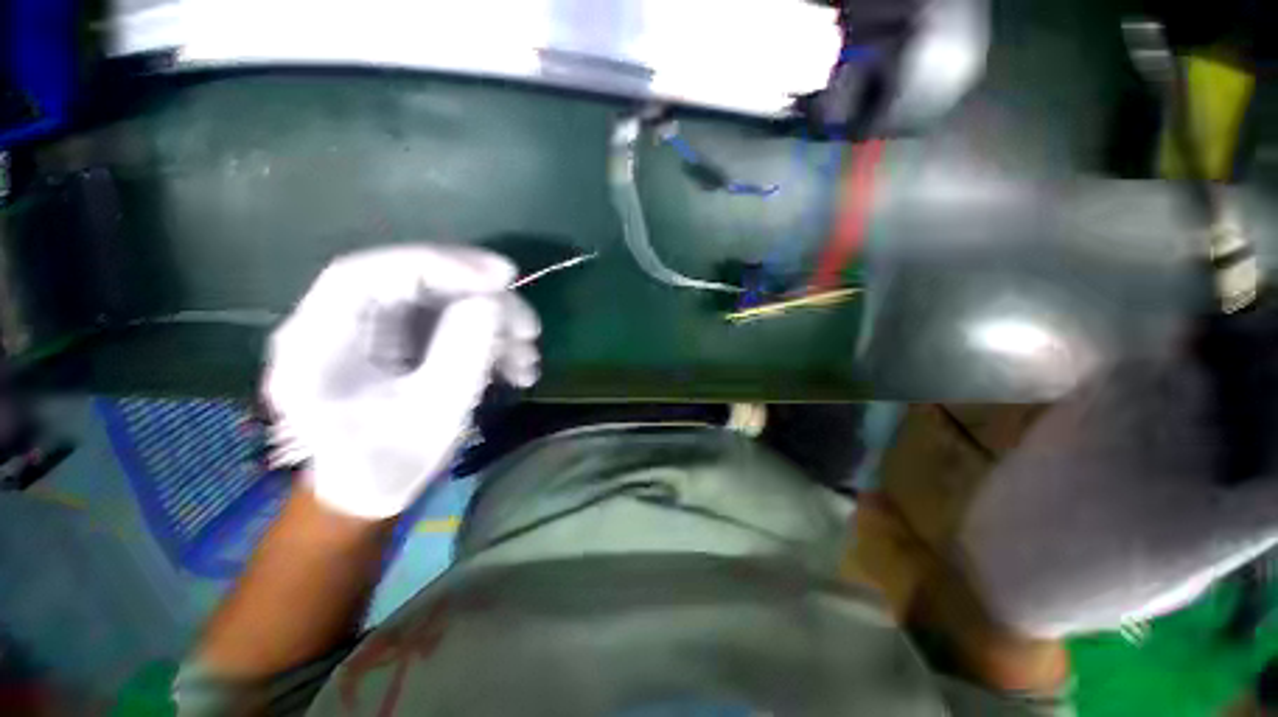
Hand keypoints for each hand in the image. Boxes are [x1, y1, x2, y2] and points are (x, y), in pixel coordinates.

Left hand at [263, 245, 539, 518]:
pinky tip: (515, 366)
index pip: (366, 274)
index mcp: (316, 345)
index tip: (502, 278)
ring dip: (494, 324)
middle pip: (415, 282)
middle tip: (528, 326)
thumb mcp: (433, 416)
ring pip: (441, 301)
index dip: (438, 265)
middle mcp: (338, 323)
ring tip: (528, 359)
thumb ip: (462, 355)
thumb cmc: (389, 464)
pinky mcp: (401, 337)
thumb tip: (492, 304)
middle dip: (483, 300)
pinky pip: (450, 320)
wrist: (373, 488)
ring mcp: (373, 328)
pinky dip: (489, 338)